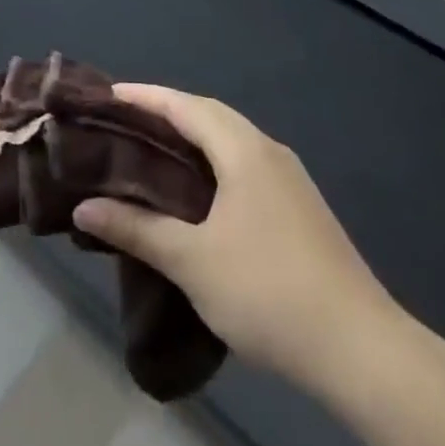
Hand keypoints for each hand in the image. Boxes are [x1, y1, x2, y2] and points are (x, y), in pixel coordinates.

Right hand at [72, 85, 399, 386]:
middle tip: (123, 123)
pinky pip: (244, 165)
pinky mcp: (299, 208)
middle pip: (209, 115)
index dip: (144, 97)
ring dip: (191, 138)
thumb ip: (136, 229)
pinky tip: (195, 193)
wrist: (361, 349)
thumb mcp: (192, 261)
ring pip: (230, 141)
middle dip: (166, 112)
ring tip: (151, 153)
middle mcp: (269, 151)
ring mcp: (289, 180)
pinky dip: (212, 163)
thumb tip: (83, 209)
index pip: (185, 105)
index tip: (107, 95)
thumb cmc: (268, 292)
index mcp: (244, 150)